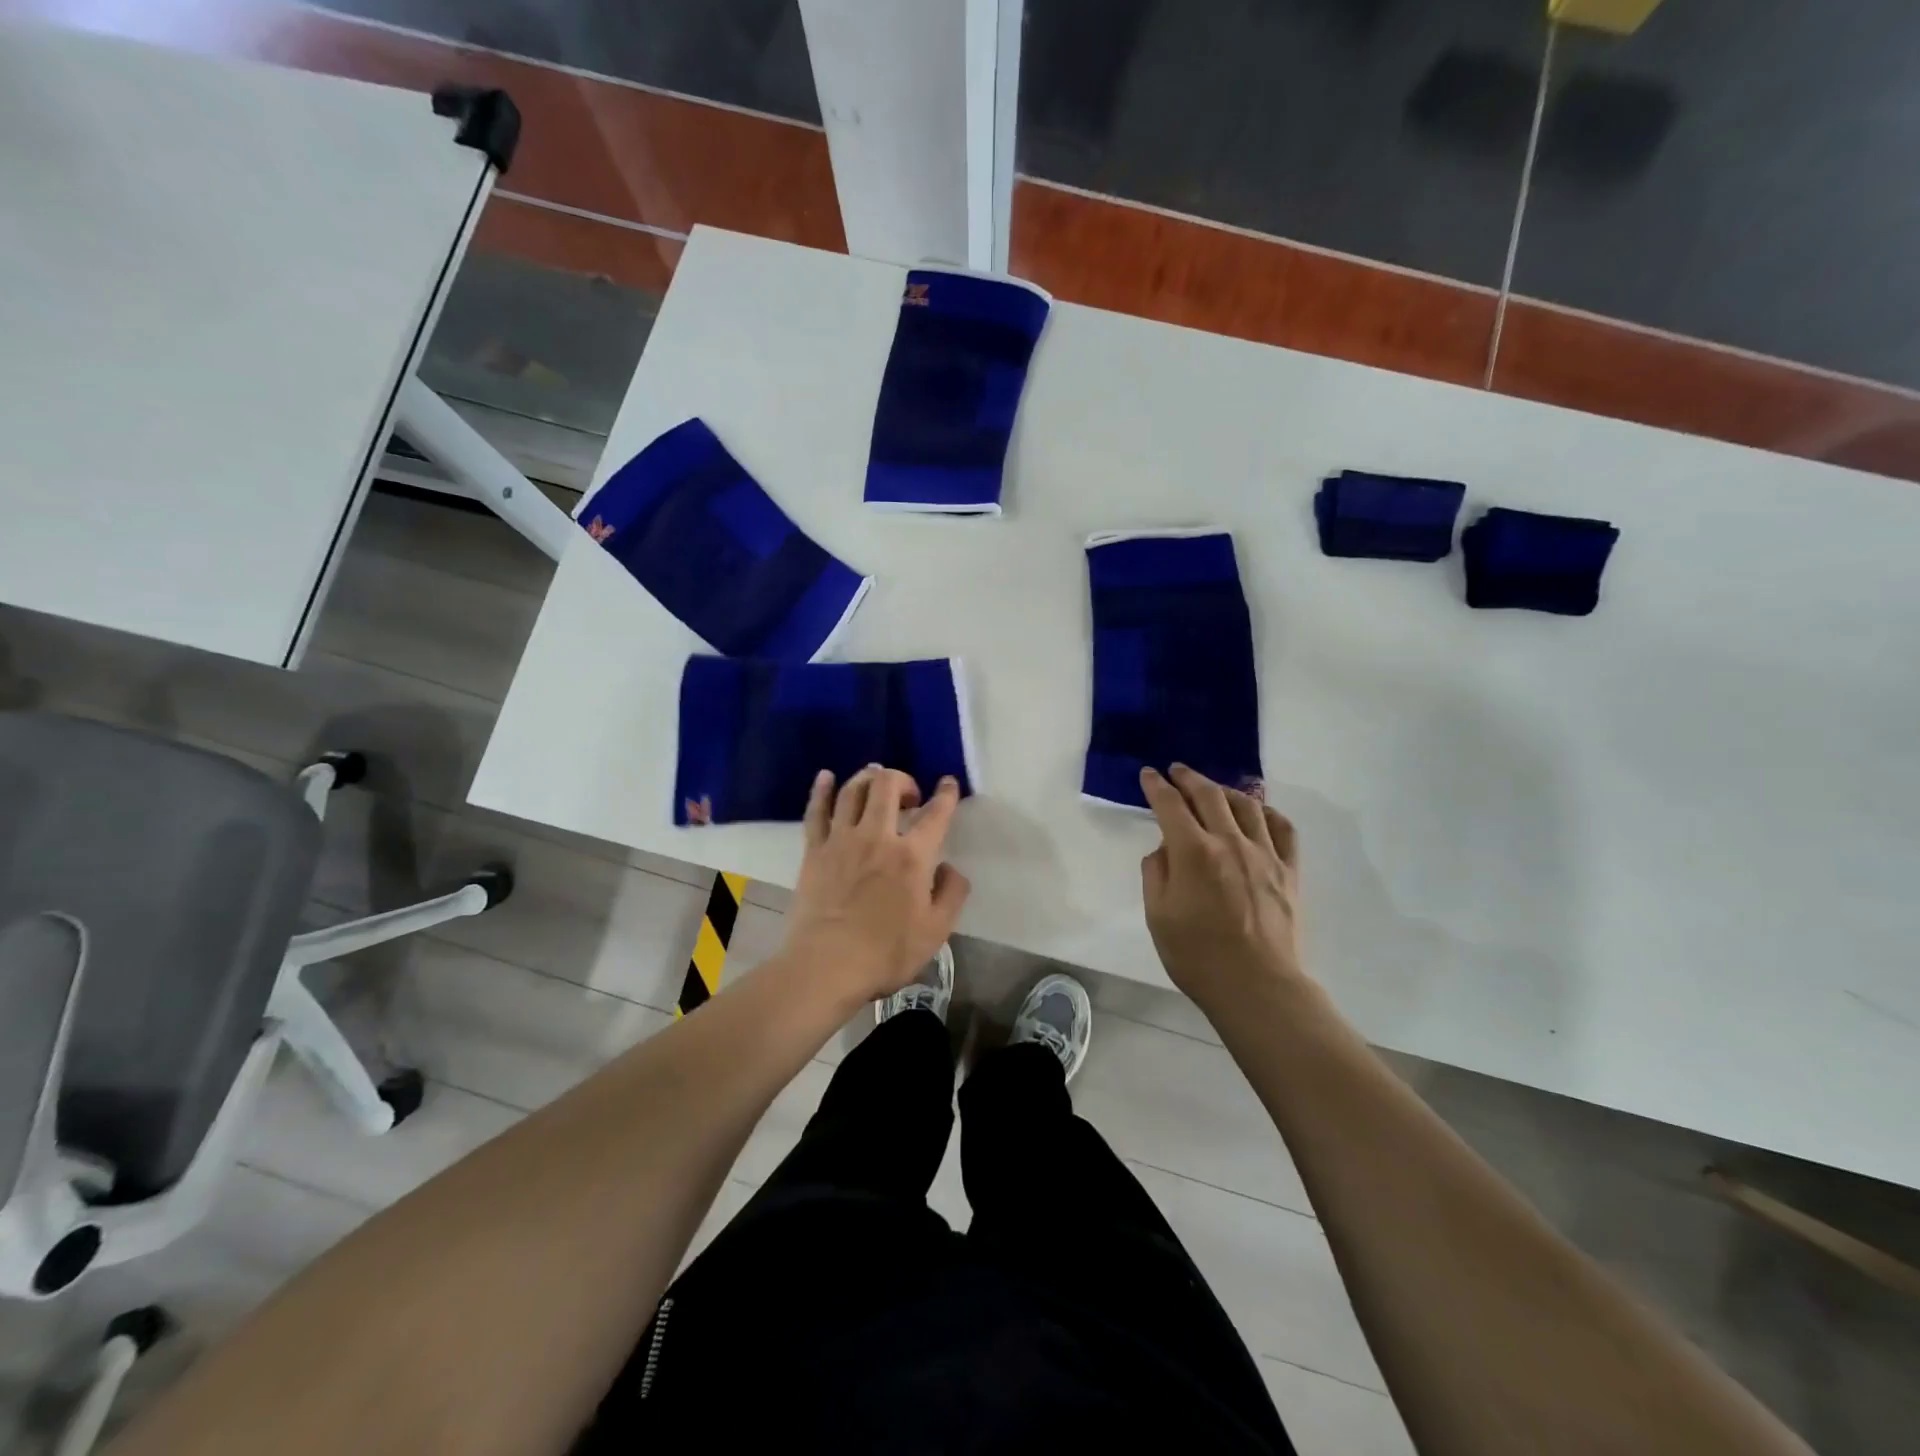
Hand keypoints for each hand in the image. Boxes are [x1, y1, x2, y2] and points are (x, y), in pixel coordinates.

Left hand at [783, 765, 970, 1004]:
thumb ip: (952, 893)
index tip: (948, 784)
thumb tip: (949, 867)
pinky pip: (816, 811)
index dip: (946, 794)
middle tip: (909, 796)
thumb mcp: (937, 930)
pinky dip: (821, 789)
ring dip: (868, 778)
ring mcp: (841, 840)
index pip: (936, 814)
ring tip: (876, 780)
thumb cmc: (886, 953)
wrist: (826, 966)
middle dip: (902, 779)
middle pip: (887, 786)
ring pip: (852, 790)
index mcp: (912, 856)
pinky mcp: (814, 851)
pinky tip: (826, 777)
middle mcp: (877, 837)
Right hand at [1140, 764, 1305, 1010]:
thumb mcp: (1158, 915)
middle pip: (1209, 795)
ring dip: (1225, 789)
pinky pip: (1282, 828)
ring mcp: (1265, 854)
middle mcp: (1230, 842)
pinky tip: (1258, 813)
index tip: (1148, 775)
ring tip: (1214, 789)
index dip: (1155, 786)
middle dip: (1188, 778)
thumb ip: (1156, 873)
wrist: (1257, 987)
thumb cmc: (1197, 955)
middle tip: (1176, 771)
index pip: (1170, 805)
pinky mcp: (1289, 870)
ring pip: (1247, 805)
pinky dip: (1267, 812)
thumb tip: (1164, 849)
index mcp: (1193, 852)